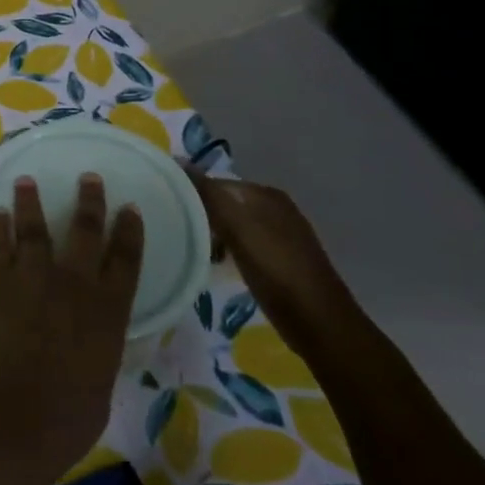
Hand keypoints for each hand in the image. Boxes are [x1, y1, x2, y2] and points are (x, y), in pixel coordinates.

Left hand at [0, 174, 143, 484]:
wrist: (4, 429)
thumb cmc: (61, 426)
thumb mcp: (99, 391)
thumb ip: (99, 354)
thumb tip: (96, 340)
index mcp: (106, 316)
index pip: (126, 263)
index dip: (130, 233)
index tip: (130, 209)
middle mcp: (72, 289)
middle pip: (84, 234)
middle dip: (89, 203)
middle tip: (89, 178)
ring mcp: (31, 284)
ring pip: (34, 230)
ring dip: (31, 203)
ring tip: (27, 181)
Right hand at [187, 170, 364, 362]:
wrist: (319, 323)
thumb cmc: (276, 270)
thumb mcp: (238, 227)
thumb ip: (209, 195)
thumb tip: (179, 161)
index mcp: (266, 194)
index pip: (216, 183)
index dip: (191, 194)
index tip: (165, 210)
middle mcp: (275, 208)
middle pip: (225, 203)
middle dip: (200, 215)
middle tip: (173, 231)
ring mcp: (280, 235)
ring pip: (232, 225)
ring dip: (211, 235)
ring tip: (188, 248)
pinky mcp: (280, 261)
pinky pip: (242, 245)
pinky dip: (226, 251)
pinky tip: (214, 265)